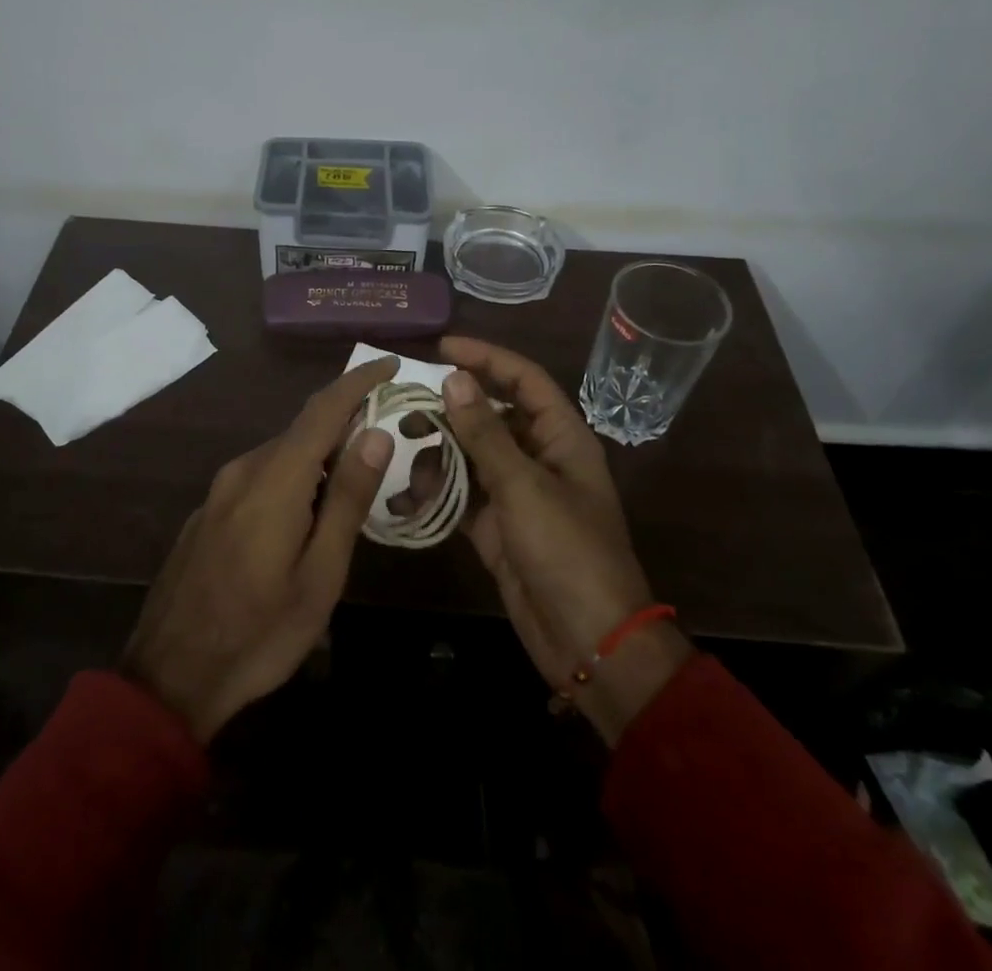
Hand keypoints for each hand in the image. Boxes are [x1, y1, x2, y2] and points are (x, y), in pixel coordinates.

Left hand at [119, 355, 399, 742]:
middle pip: (303, 430)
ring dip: (320, 456)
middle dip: (345, 423)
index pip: (323, 409)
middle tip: (388, 437)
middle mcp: (243, 469)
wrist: (169, 677)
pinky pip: (260, 476)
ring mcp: (220, 490)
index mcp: (275, 479)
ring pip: (281, 455)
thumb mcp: (320, 575)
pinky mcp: (208, 511)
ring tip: (355, 481)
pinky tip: (307, 514)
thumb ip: (348, 499)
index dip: (358, 381)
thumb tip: (375, 433)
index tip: (390, 363)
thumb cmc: (259, 633)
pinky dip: (294, 478)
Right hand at [439, 337, 691, 743]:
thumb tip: (455, 378)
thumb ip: (485, 434)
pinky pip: (462, 494)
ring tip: (402, 446)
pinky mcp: (497, 526)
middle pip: (492, 414)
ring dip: (439, 448)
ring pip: (472, 453)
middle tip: (407, 402)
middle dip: (452, 406)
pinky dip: (437, 489)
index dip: (487, 357)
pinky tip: (408, 491)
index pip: (524, 380)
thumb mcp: (523, 487)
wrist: (588, 642)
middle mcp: (539, 457)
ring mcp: (517, 493)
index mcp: (561, 438)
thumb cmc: (566, 552)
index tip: (441, 348)